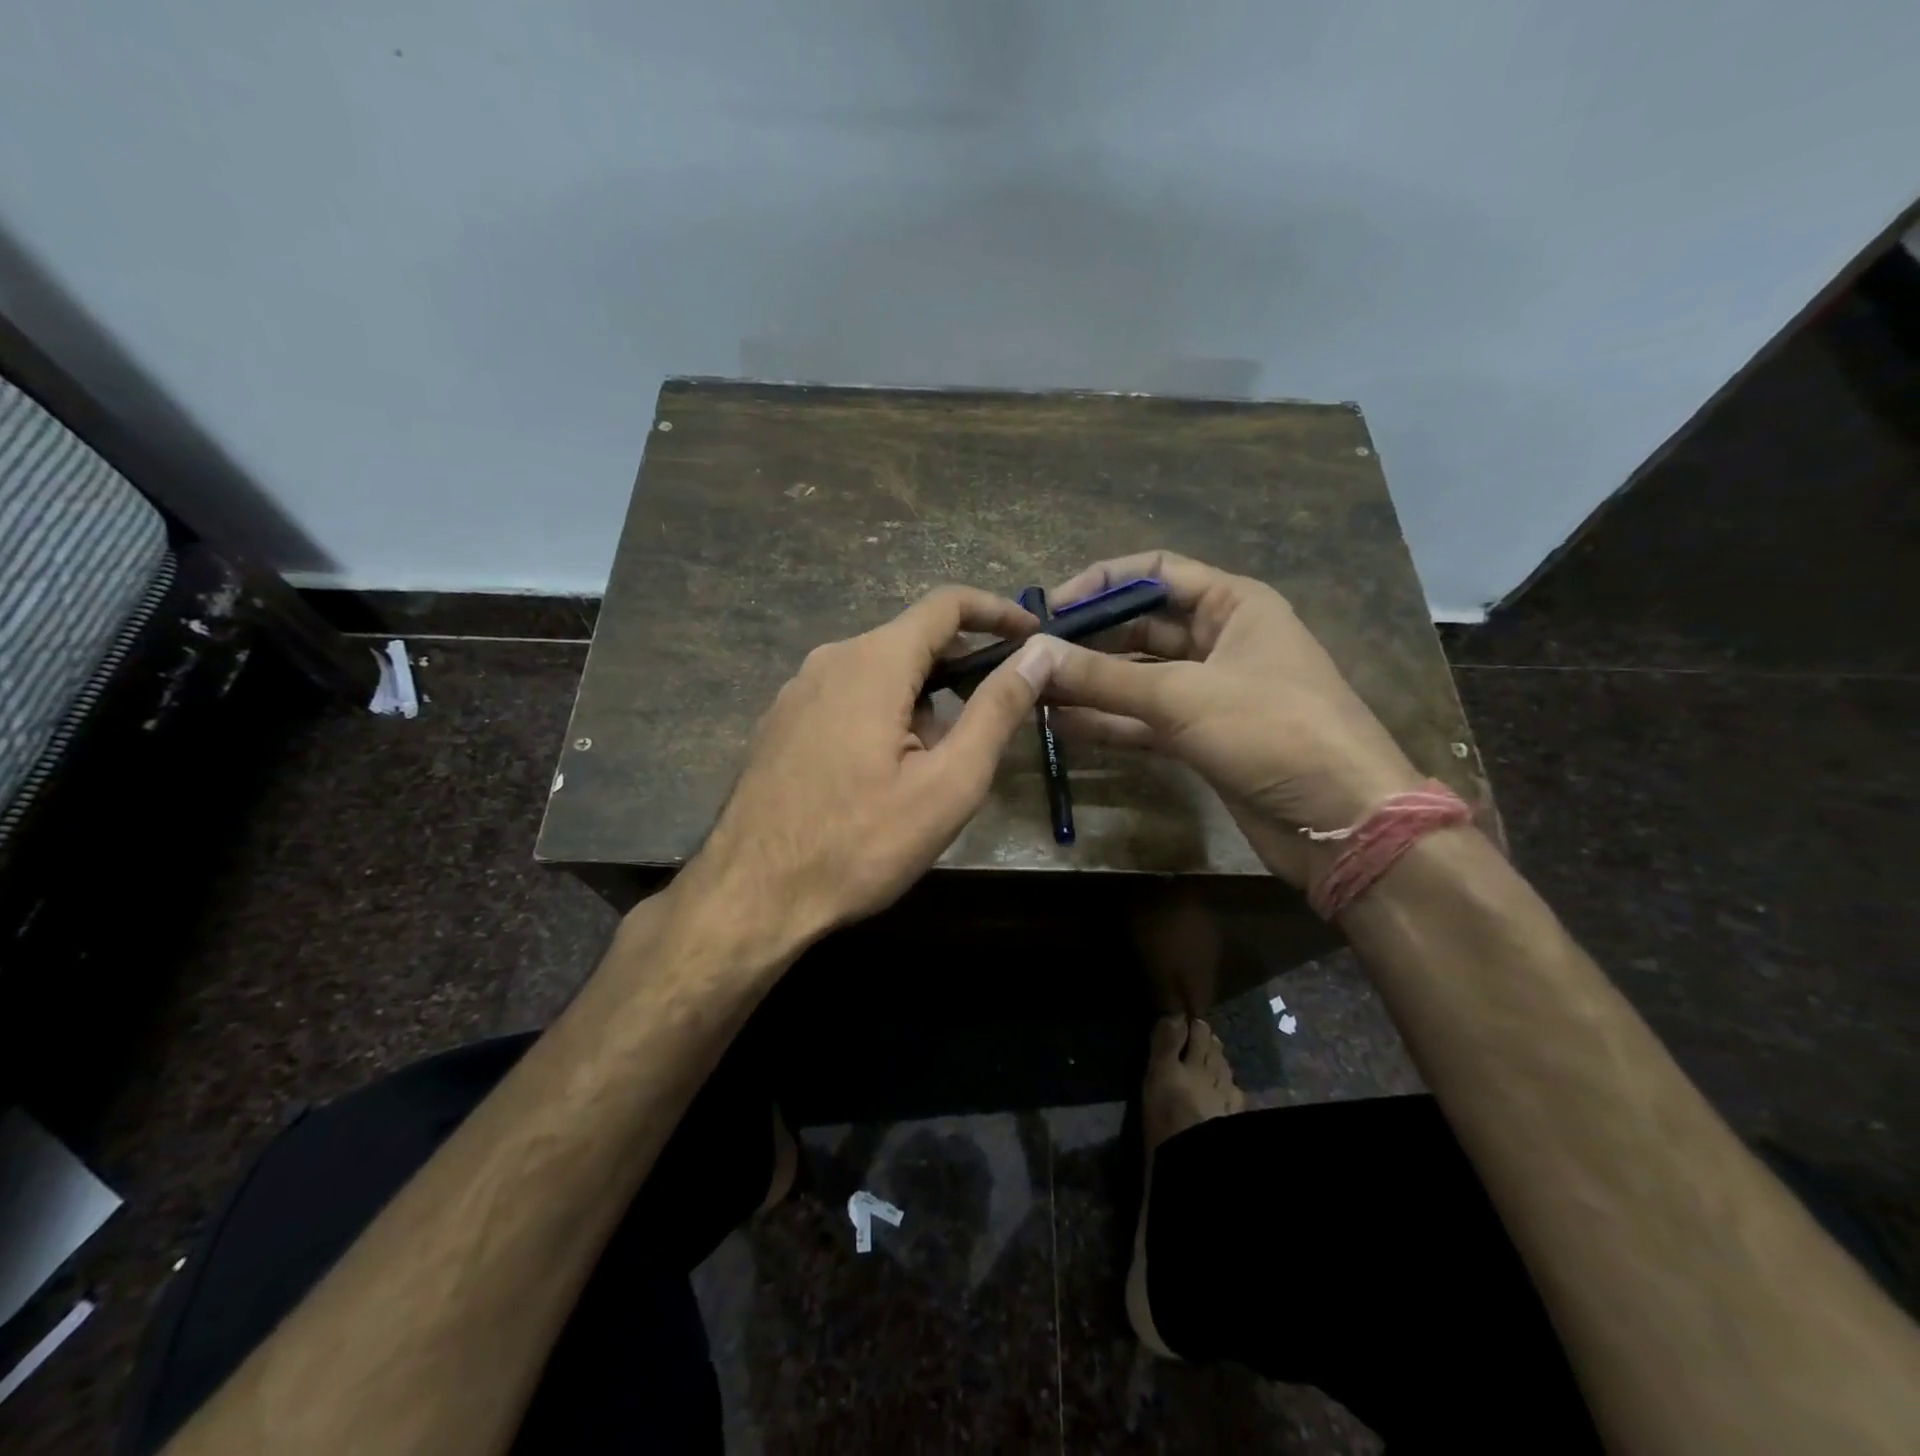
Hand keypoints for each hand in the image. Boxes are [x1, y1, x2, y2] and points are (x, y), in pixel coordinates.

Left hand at [687, 586, 1051, 948]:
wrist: (753, 895)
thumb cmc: (860, 844)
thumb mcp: (948, 783)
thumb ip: (997, 711)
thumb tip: (1039, 654)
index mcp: (873, 662)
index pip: (946, 605)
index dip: (997, 612)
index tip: (1032, 636)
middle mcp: (829, 660)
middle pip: (912, 642)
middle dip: (959, 675)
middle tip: (988, 729)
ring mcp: (797, 691)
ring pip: (880, 675)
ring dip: (920, 705)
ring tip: (929, 775)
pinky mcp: (781, 722)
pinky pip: (848, 699)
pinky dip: (883, 718)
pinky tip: (881, 779)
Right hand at [1028, 550, 1422, 884]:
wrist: (1342, 821)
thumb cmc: (1273, 731)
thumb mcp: (1183, 696)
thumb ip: (1104, 677)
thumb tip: (1034, 655)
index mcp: (1234, 604)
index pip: (1156, 572)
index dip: (1102, 582)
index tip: (1050, 609)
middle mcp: (1221, 640)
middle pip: (1141, 626)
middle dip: (1088, 640)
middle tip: (1032, 657)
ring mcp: (1210, 692)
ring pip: (1138, 677)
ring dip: (1090, 685)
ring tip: (1034, 691)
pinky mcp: (1201, 738)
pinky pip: (1144, 720)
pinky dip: (1107, 722)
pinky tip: (1060, 726)